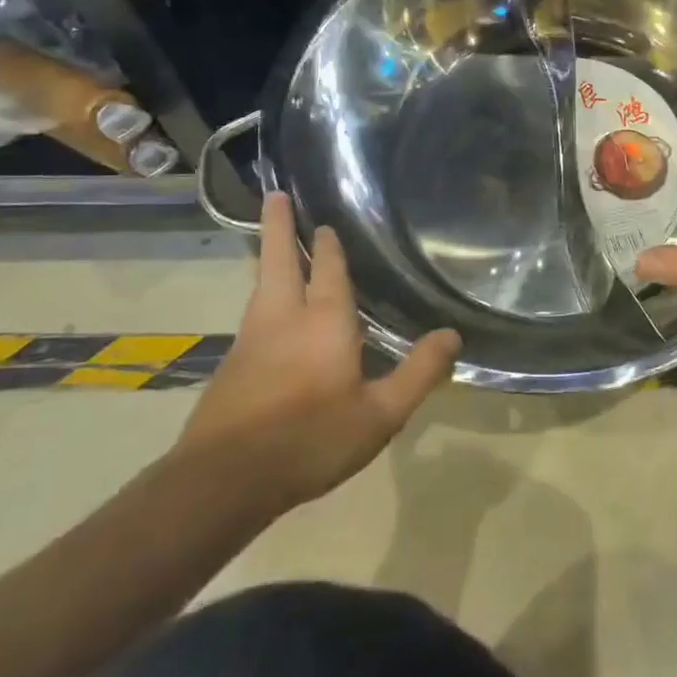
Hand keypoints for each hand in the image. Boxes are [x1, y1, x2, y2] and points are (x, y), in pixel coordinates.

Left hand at [177, 192, 460, 514]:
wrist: (223, 481)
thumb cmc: (310, 439)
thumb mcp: (380, 414)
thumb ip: (418, 372)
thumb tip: (453, 335)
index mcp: (324, 321)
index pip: (328, 269)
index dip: (328, 245)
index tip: (325, 221)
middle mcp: (283, 318)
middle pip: (278, 260)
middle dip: (278, 226)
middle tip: (274, 194)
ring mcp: (250, 340)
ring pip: (261, 285)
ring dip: (268, 257)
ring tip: (274, 244)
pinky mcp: (232, 365)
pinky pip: (253, 315)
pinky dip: (263, 296)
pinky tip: (271, 313)